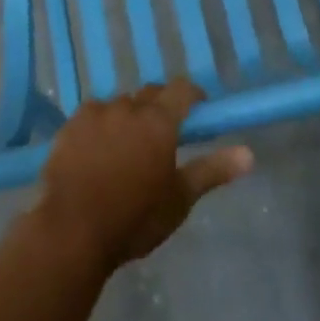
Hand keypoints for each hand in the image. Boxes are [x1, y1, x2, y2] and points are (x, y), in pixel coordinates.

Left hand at [34, 83, 252, 271]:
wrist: (71, 231)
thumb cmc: (134, 218)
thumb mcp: (179, 199)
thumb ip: (212, 171)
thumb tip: (249, 154)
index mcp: (159, 121)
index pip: (182, 89)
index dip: (192, 95)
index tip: (199, 109)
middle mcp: (128, 107)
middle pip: (150, 95)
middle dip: (160, 107)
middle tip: (163, 135)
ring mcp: (96, 113)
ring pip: (120, 105)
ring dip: (129, 117)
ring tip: (127, 147)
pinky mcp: (70, 125)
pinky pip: (92, 116)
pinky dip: (100, 126)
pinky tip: (96, 151)